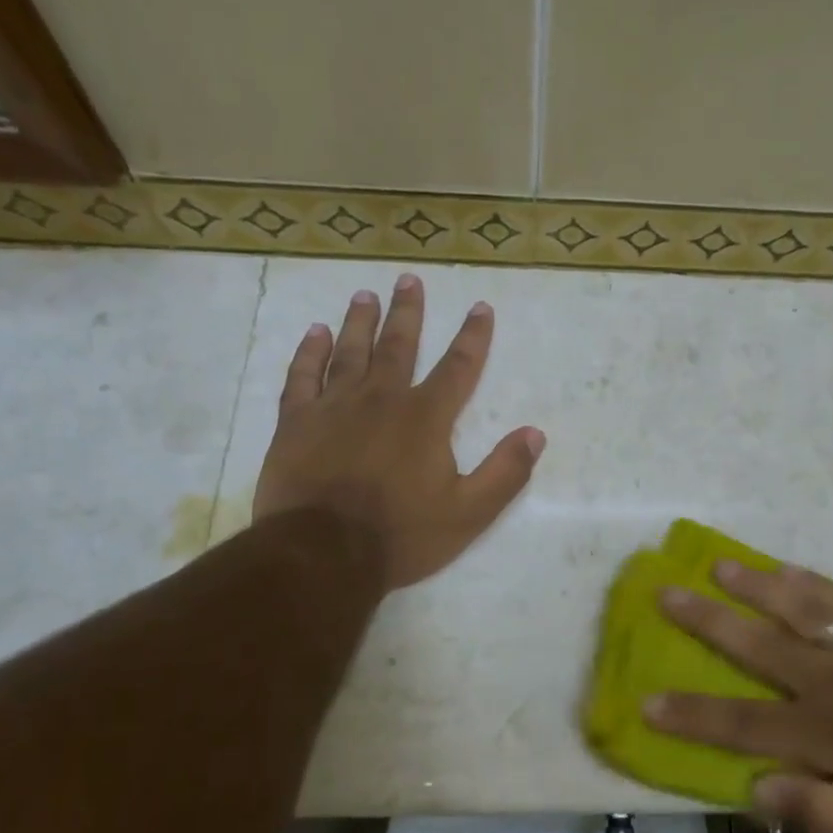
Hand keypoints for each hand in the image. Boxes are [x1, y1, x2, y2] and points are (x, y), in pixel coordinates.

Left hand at [253, 275, 544, 589]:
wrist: (322, 554)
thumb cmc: (400, 535)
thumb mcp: (469, 513)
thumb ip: (505, 472)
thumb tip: (535, 433)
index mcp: (426, 418)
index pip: (458, 367)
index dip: (473, 337)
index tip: (480, 307)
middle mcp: (381, 400)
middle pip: (398, 345)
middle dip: (408, 312)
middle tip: (409, 279)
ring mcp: (334, 407)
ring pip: (350, 352)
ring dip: (360, 321)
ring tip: (365, 294)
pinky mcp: (296, 423)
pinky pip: (303, 377)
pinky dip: (309, 353)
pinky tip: (315, 334)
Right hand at [644, 560, 832, 832]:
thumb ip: (814, 813)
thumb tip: (752, 788)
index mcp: (825, 735)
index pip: (740, 722)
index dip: (691, 714)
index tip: (646, 700)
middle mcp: (832, 682)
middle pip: (756, 645)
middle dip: (706, 621)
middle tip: (666, 593)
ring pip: (797, 609)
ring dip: (753, 586)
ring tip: (718, 565)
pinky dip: (813, 582)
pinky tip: (789, 568)